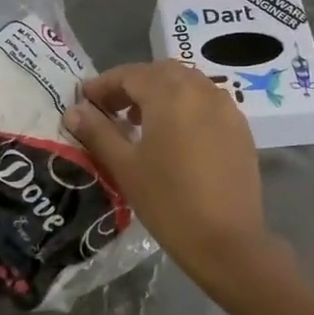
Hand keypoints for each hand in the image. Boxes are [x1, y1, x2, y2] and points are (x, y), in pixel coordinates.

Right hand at [62, 62, 272, 289]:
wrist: (227, 241)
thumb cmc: (168, 201)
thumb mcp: (124, 166)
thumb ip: (97, 132)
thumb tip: (73, 110)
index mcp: (170, 94)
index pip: (130, 74)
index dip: (104, 84)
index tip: (84, 99)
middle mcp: (201, 90)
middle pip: (160, 72)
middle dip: (132, 84)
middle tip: (110, 108)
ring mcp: (226, 108)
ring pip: (187, 84)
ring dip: (160, 92)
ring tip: (138, 121)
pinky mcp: (240, 128)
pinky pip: (207, 102)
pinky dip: (185, 105)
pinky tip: (173, 135)